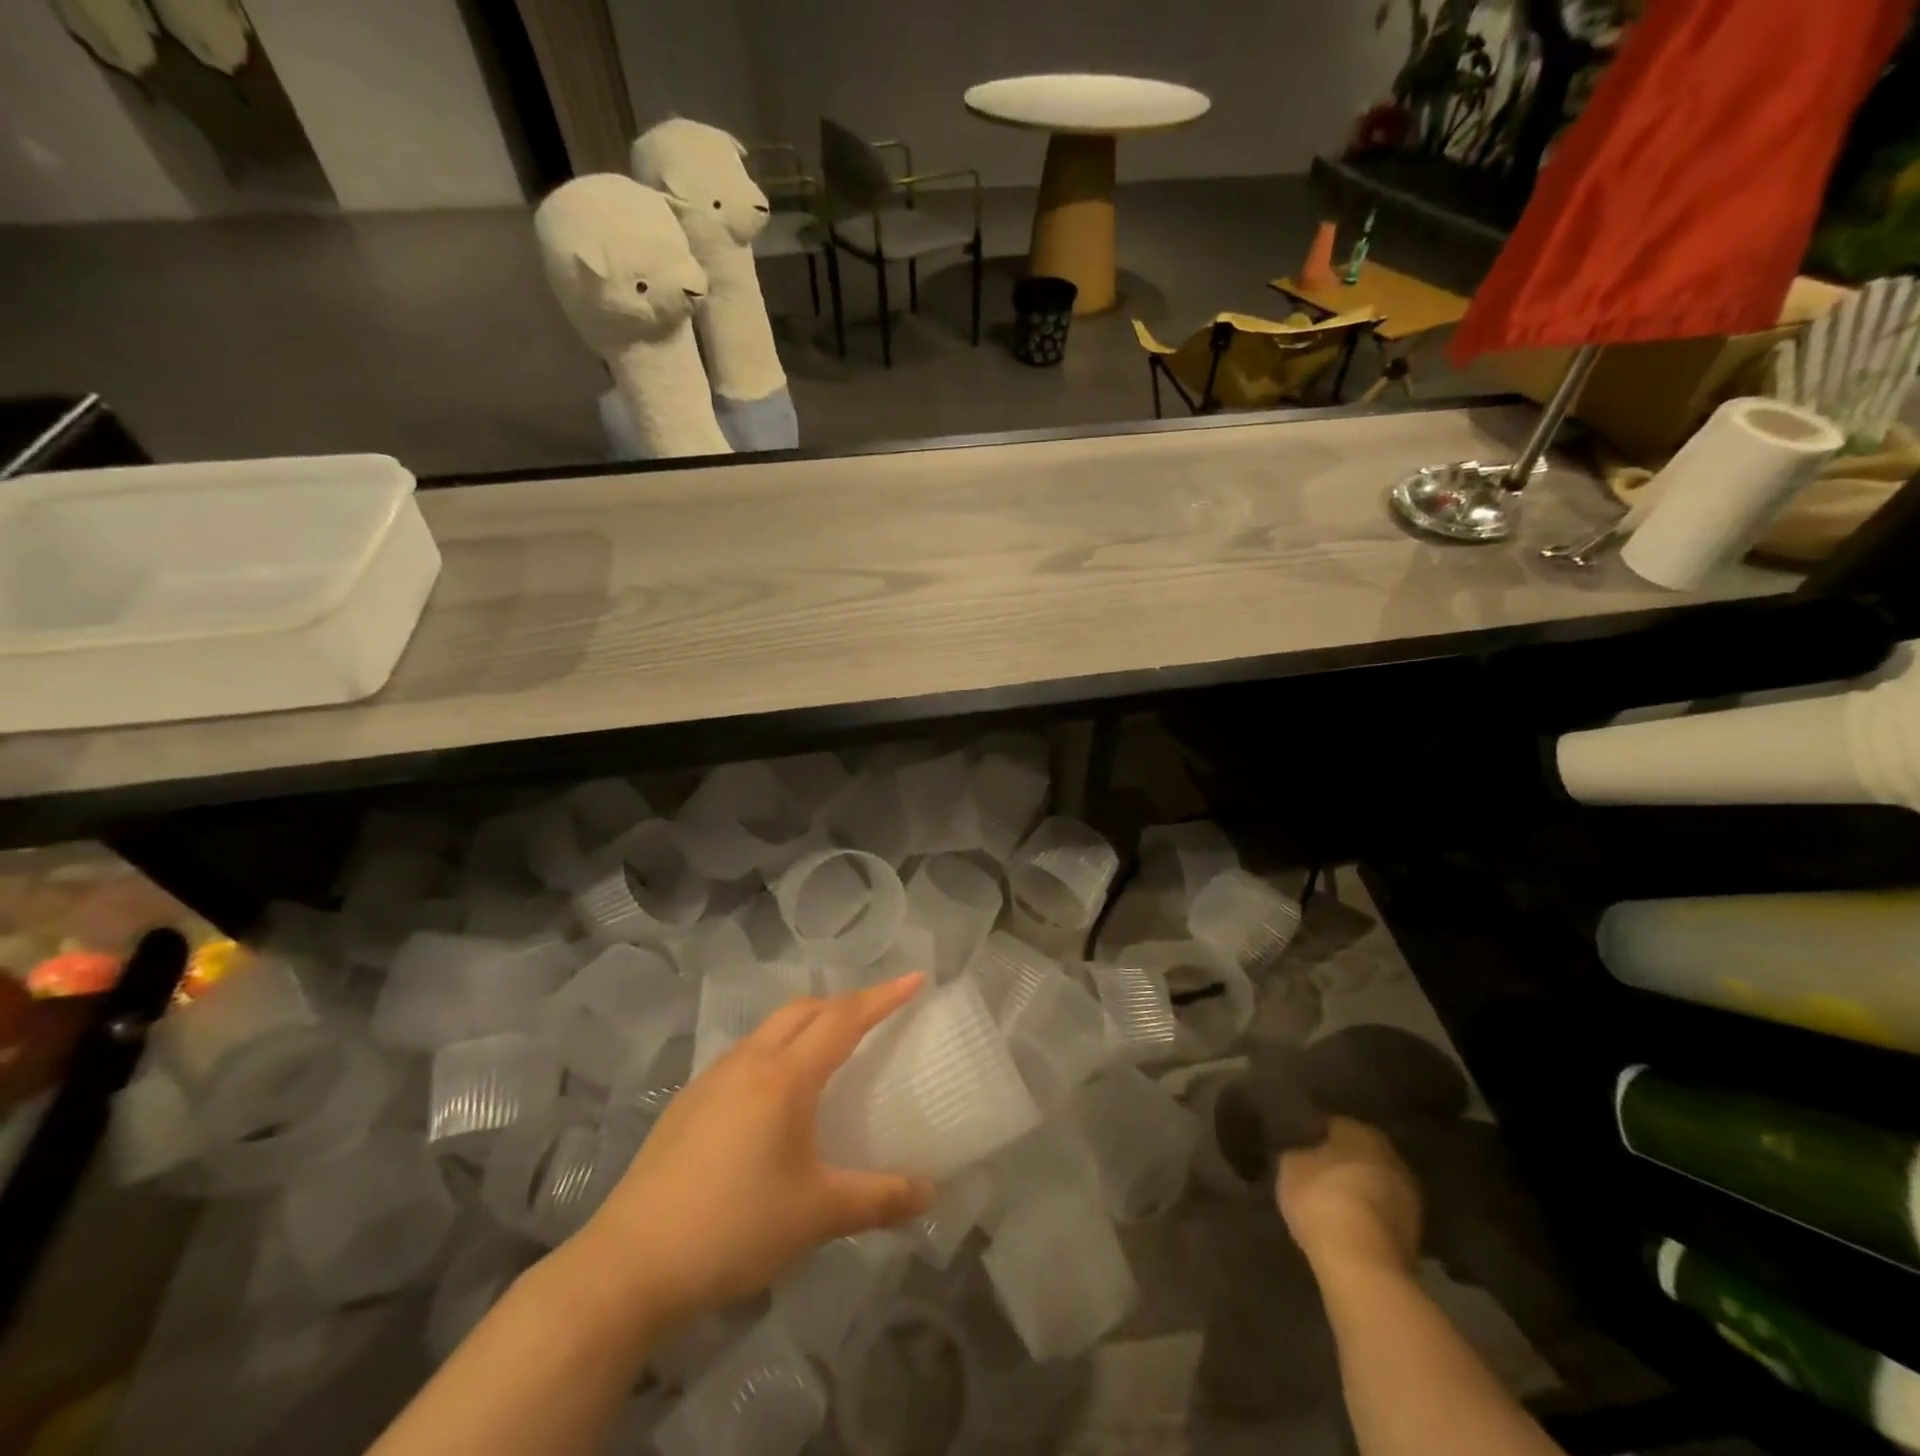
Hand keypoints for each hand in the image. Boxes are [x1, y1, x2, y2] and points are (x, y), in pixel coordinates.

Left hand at [572, 975, 933, 1328]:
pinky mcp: (688, 1101)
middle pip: (805, 1010)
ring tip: (830, 1050)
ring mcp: (712, 1078)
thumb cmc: (733, 1228)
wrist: (628, 1264)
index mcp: (785, 1077)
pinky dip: (776, 1050)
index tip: (916, 978)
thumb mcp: (816, 1216)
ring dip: (807, 1023)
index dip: (883, 997)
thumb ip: (878, 1199)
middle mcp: (749, 1062)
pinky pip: (745, 1054)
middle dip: (845, 1003)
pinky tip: (775, 1095)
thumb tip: (930, 1195)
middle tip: (878, 1014)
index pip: (844, 1019)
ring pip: (770, 1028)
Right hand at [1276, 1116, 1421, 1276]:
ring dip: (1359, 1190)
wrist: (1365, 1266)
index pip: (1336, 1124)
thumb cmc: (1322, 1200)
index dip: (1316, 1134)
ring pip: (1376, 1185)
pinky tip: (1347, 1225)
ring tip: (1331, 1202)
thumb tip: (1306, 1155)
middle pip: (1362, 1154)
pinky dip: (1367, 1216)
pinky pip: (1382, 1214)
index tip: (1300, 1145)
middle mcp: (1392, 1158)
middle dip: (1342, 1161)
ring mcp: (1409, 1199)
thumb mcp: (1291, 1167)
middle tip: (1317, 1171)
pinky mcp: (1414, 1236)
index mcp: (1362, 1133)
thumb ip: (1300, 1154)